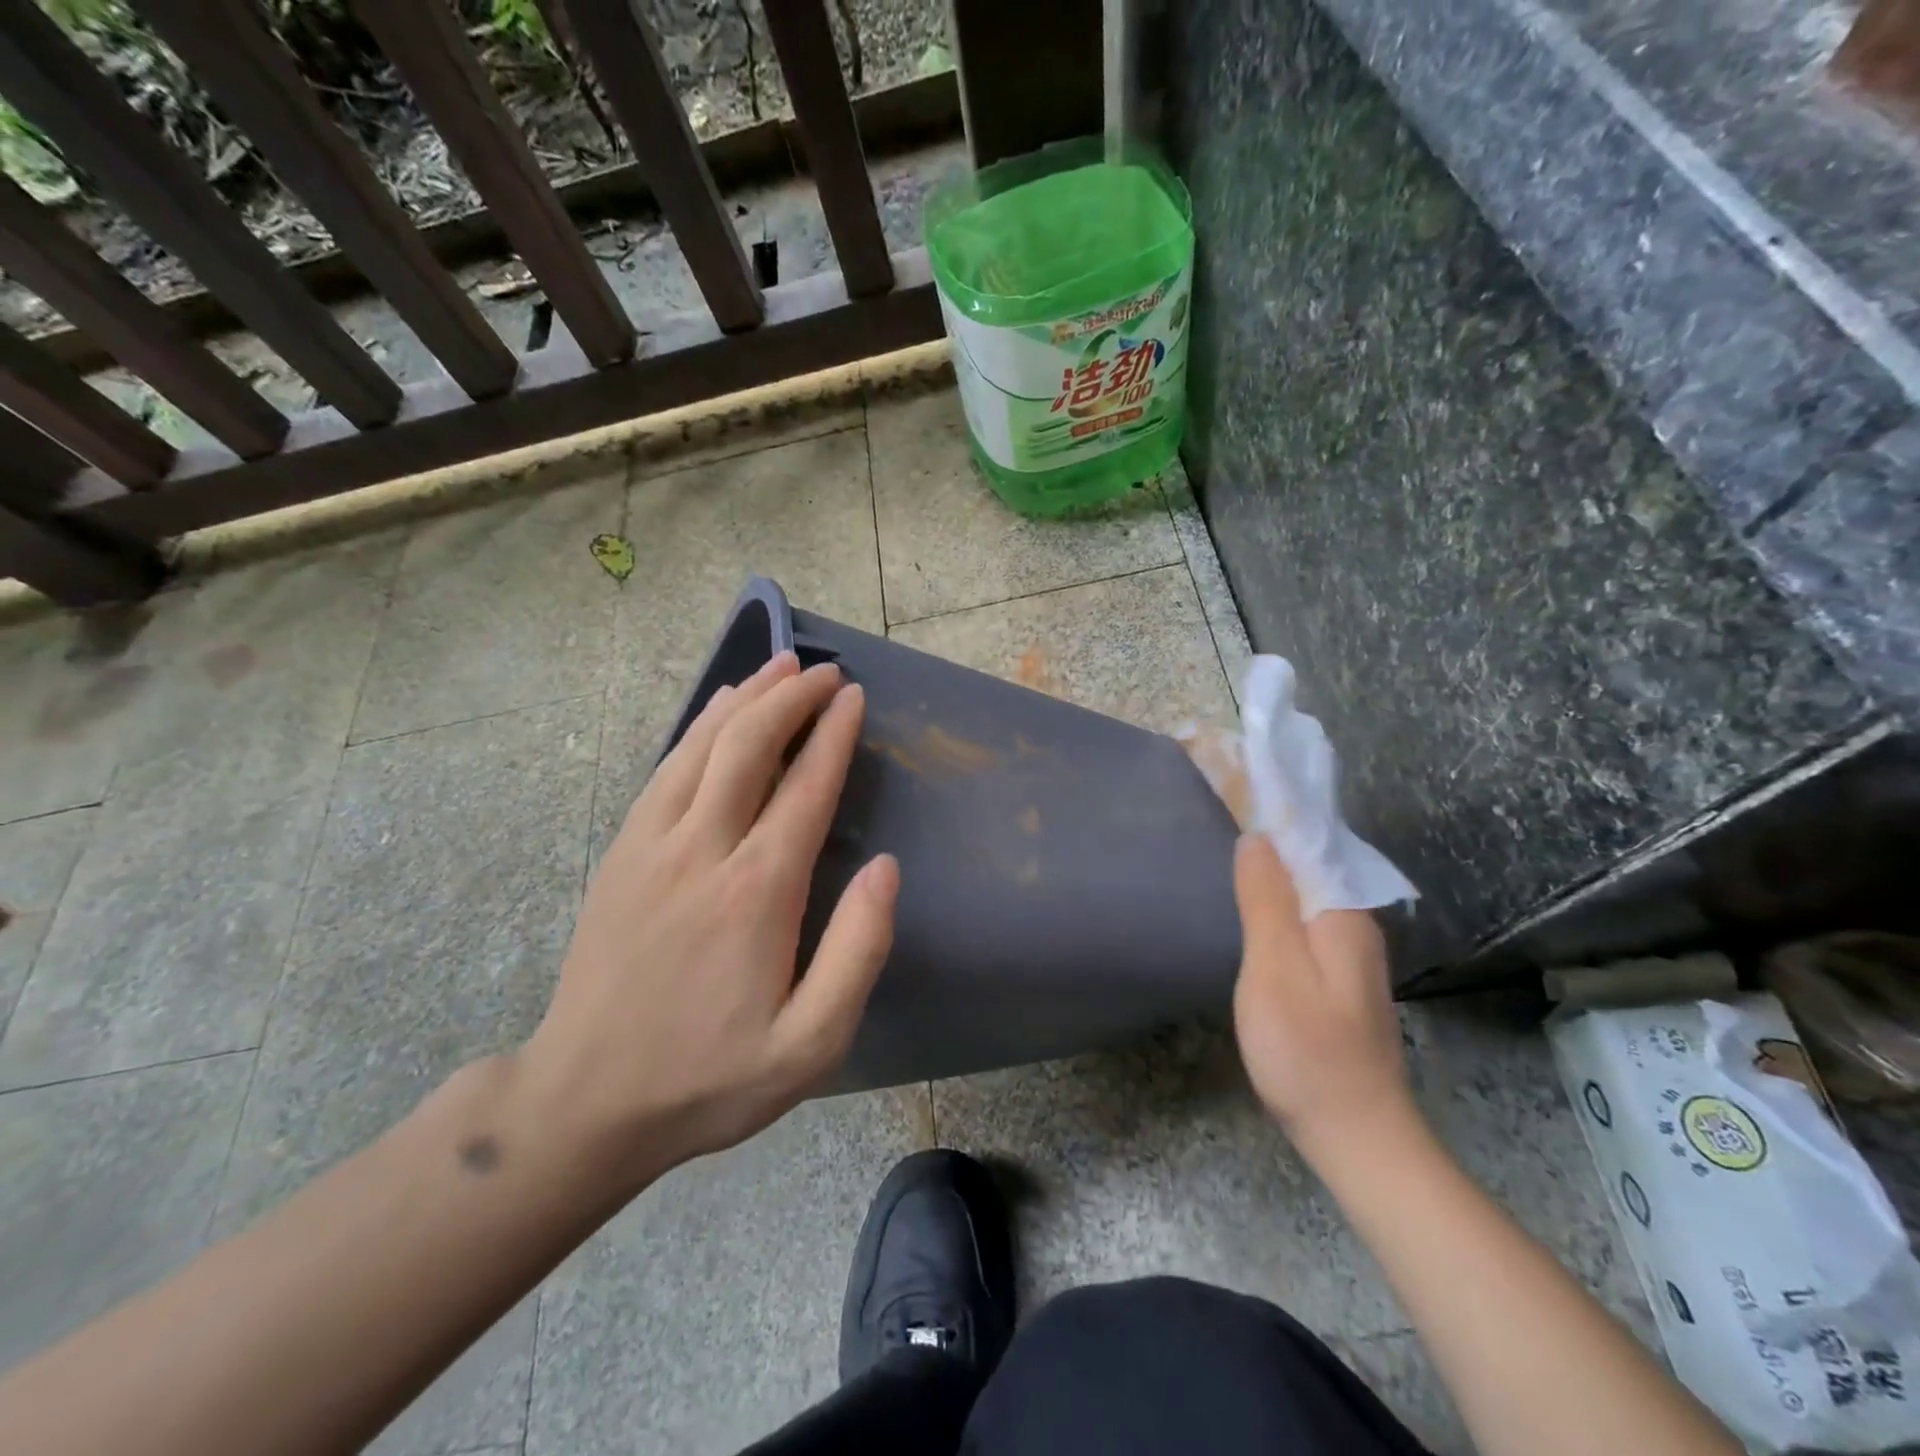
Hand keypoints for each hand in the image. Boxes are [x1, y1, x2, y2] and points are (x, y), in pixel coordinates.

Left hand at [518, 652, 897, 1192]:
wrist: (585, 1101)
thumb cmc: (710, 1077)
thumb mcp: (810, 1044)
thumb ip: (858, 951)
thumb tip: (885, 866)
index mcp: (757, 892)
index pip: (805, 788)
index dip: (833, 735)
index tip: (855, 696)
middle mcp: (703, 850)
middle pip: (750, 746)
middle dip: (793, 698)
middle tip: (827, 670)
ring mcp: (652, 845)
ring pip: (703, 745)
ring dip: (746, 698)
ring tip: (780, 666)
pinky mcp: (621, 852)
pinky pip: (665, 769)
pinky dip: (698, 727)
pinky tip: (718, 708)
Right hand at [1231, 834, 1412, 1155]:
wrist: (1355, 1136)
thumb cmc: (1308, 1050)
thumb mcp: (1275, 968)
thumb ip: (1266, 900)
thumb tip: (1257, 835)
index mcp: (1344, 913)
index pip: (1309, 841)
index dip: (1273, 810)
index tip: (1235, 781)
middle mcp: (1355, 924)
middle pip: (1310, 863)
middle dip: (1271, 834)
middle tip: (1221, 805)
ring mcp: (1349, 954)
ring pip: (1307, 893)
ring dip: (1273, 866)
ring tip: (1229, 842)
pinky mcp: (1338, 979)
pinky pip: (1306, 919)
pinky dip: (1278, 900)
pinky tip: (1252, 903)